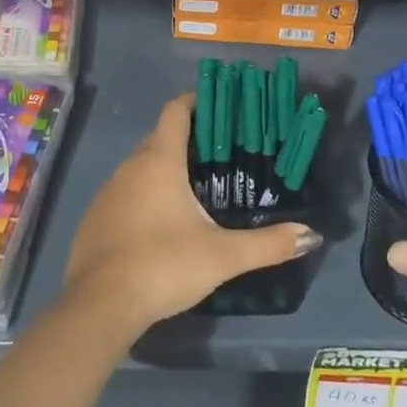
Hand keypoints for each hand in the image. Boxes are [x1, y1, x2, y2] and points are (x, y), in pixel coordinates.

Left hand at [63, 95, 322, 333]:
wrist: (99, 306)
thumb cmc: (163, 265)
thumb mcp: (222, 256)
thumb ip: (268, 244)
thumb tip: (311, 235)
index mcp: (159, 160)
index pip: (175, 111)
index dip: (195, 101)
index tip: (219, 106)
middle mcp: (130, 166)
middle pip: (160, 137)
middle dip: (187, 139)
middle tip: (219, 154)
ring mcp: (107, 192)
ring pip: (140, 166)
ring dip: (164, 169)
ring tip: (194, 188)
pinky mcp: (95, 218)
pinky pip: (125, 193)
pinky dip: (144, 195)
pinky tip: (160, 224)